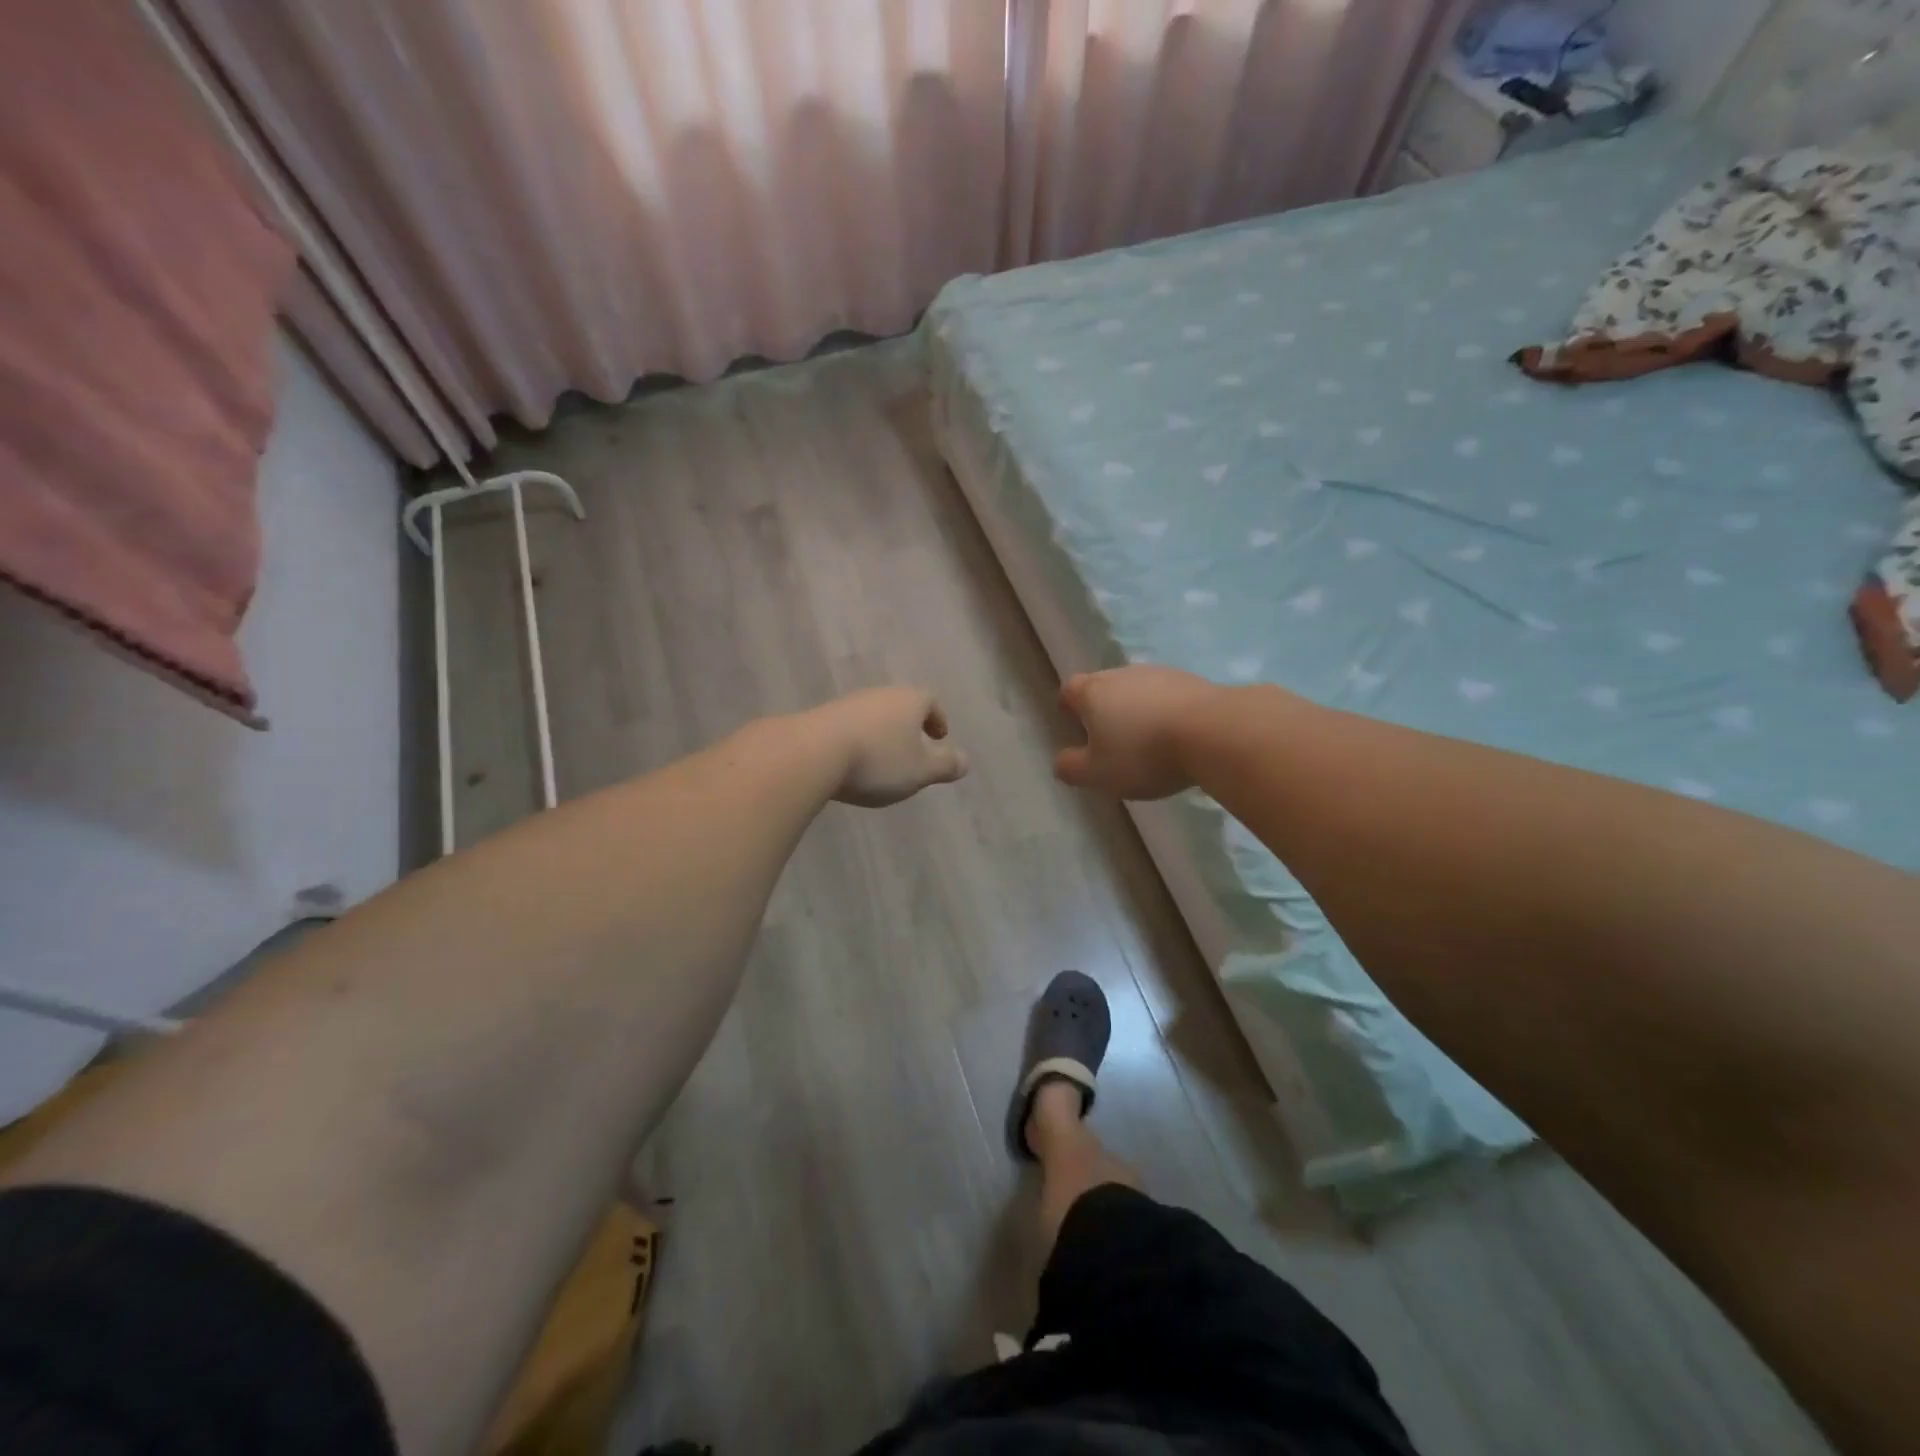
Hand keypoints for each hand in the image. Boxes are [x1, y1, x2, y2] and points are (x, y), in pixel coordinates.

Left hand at [804, 688, 968, 807]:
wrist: (811, 753)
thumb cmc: (877, 761)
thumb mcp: (920, 771)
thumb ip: (945, 765)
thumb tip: (966, 761)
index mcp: (909, 700)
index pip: (930, 702)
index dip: (937, 719)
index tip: (939, 738)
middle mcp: (880, 694)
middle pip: (901, 705)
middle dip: (909, 726)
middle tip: (914, 749)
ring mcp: (848, 703)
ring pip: (874, 715)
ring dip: (882, 734)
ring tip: (883, 760)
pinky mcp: (821, 718)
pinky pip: (849, 727)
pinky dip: (858, 741)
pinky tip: (853, 763)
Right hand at [1054, 667, 1228, 799]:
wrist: (1213, 732)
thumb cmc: (1143, 753)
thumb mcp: (1098, 773)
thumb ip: (1072, 768)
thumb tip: (1061, 761)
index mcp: (1093, 692)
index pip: (1069, 690)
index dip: (1069, 707)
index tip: (1075, 726)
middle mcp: (1122, 674)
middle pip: (1104, 687)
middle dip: (1103, 709)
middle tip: (1110, 739)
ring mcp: (1160, 674)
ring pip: (1138, 690)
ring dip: (1137, 710)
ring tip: (1147, 741)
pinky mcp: (1193, 681)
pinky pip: (1169, 696)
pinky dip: (1166, 712)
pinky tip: (1177, 737)